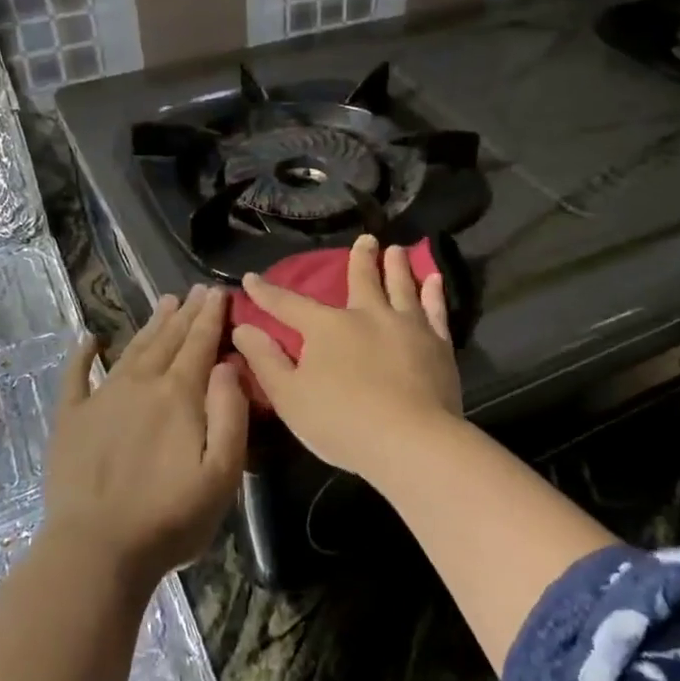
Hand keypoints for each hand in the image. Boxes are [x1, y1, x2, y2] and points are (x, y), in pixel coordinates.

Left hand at [43, 286, 247, 587]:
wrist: (96, 551)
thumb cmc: (170, 517)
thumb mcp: (222, 473)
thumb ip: (230, 413)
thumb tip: (226, 364)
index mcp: (179, 394)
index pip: (200, 344)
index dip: (211, 316)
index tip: (218, 291)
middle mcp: (141, 384)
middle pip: (168, 340)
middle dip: (186, 313)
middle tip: (195, 290)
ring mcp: (101, 399)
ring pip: (132, 350)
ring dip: (150, 325)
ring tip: (164, 302)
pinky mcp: (70, 420)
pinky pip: (75, 378)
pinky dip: (82, 356)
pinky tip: (88, 339)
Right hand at [233, 235, 462, 481]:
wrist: (410, 441)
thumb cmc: (342, 422)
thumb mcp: (290, 397)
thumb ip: (265, 361)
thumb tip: (242, 328)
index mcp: (327, 327)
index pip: (289, 305)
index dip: (267, 293)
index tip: (251, 278)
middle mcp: (367, 315)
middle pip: (362, 279)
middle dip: (360, 258)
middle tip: (366, 239)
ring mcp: (407, 325)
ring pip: (401, 286)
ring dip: (397, 266)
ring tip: (397, 250)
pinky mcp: (438, 343)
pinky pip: (435, 309)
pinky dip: (434, 293)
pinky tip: (434, 281)